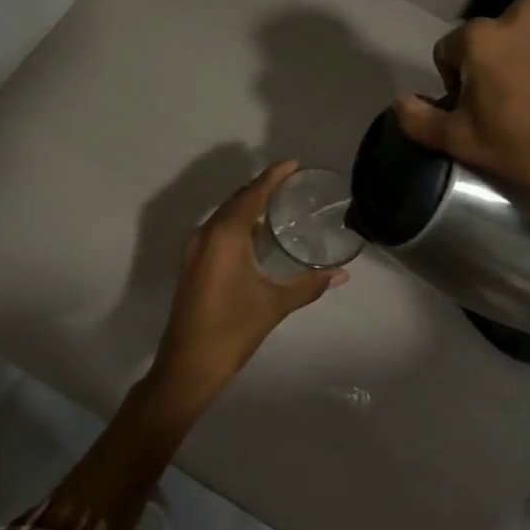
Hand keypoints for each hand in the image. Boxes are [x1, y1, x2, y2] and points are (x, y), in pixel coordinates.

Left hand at [148, 161, 347, 407]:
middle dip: (262, 189)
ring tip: (280, 207)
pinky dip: (238, 225)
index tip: (293, 164)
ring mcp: (195, 249)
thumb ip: (309, 284)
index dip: (273, 176)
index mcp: (225, 235)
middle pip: (237, 200)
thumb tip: (341, 274)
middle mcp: (206, 233)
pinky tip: (258, 237)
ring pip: (225, 216)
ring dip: (249, 207)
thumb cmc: (233, 329)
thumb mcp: (275, 304)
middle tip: (292, 184)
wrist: (188, 365)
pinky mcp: (192, 263)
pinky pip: (218, 231)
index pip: (252, 194)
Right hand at [392, 0, 529, 234]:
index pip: (451, 52)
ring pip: (529, 27)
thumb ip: (420, 120)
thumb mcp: (465, 143)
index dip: (460, 83)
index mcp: (479, 38)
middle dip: (497, 61)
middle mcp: (516, 11)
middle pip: (491, 37)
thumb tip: (399, 101)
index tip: (483, 110)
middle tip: (519, 100)